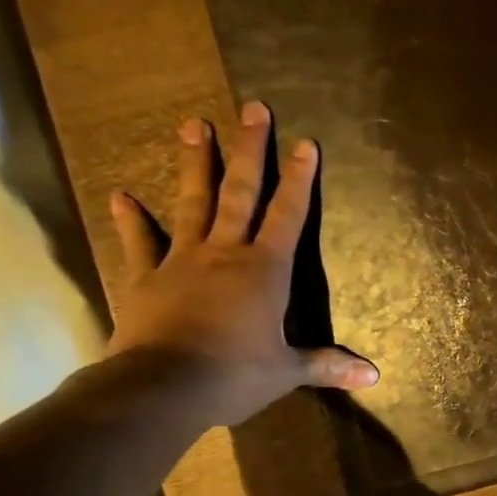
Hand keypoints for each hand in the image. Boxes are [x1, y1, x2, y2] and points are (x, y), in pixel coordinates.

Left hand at [106, 101, 376, 427]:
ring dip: (195, 165)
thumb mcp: (287, 371)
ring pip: (192, 204)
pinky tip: (121, 195)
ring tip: (193, 125)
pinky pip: (138, 244)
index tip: (305, 143)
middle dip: (250, 150)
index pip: (288, 215)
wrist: (163, 387)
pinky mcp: (144, 279)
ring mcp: (181, 261)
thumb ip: (328, 365)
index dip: (299, 179)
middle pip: (240, 193)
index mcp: (265, 270)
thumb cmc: (235, 374)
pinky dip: (130, 221)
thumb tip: (375, 377)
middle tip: (253, 108)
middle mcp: (225, 253)